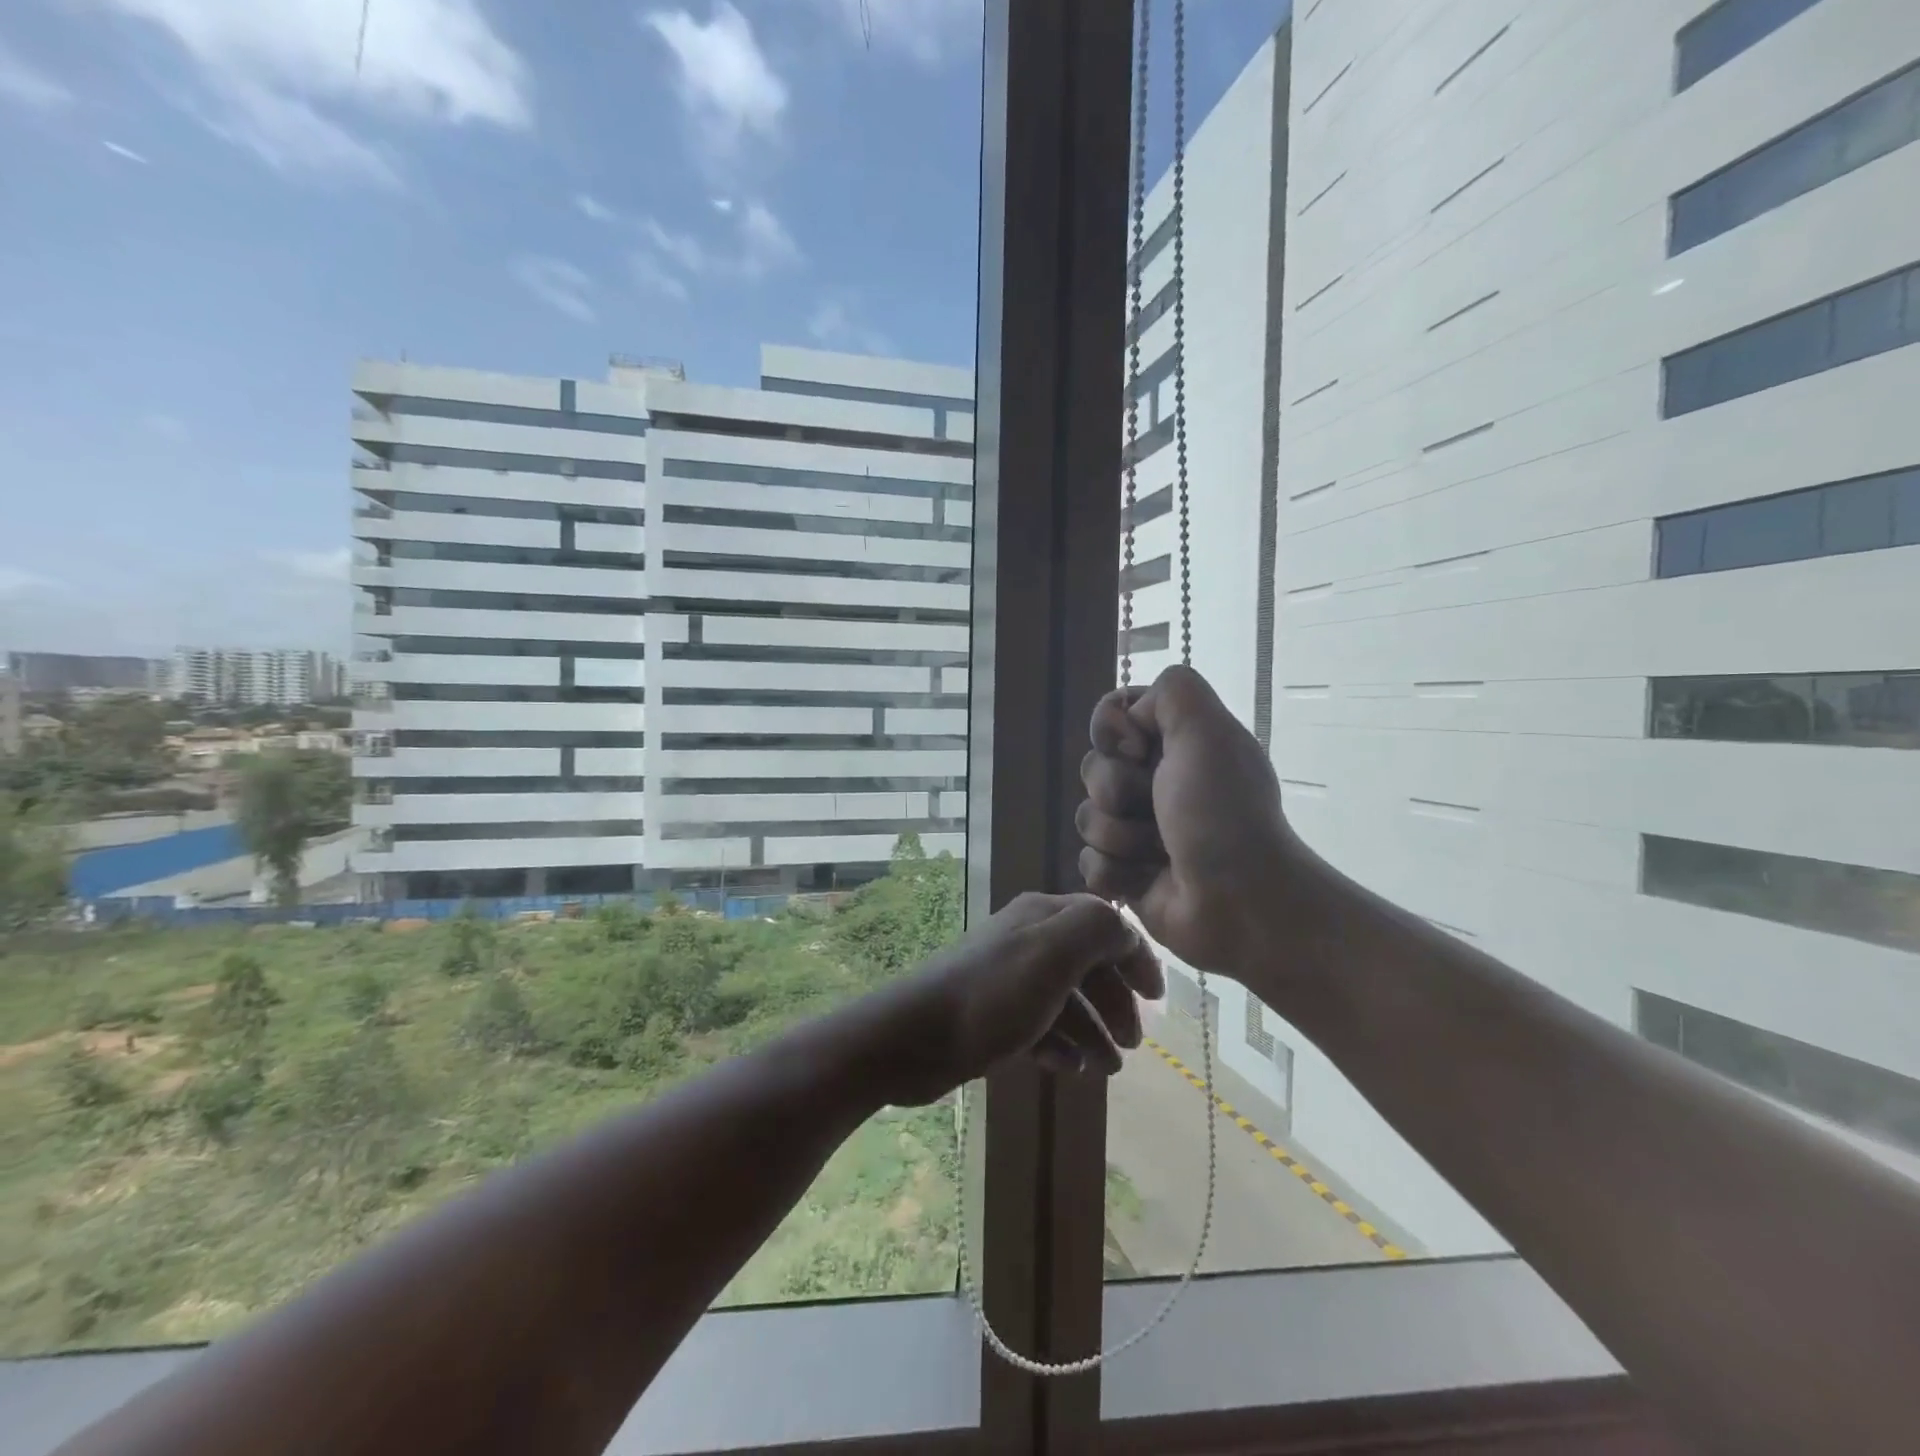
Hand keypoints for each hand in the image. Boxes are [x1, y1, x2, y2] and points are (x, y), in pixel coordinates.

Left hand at [864, 892, 1164, 1106]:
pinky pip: (1039, 1026)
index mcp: (1043, 916)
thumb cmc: (992, 994)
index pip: (1104, 923)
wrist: (915, 1037)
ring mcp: (1008, 978)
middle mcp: (1027, 940)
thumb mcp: (1054, 952)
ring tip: (1107, 1070)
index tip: (1156, 998)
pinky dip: (1060, 1045)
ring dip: (1093, 1031)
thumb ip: (1099, 930)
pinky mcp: (992, 1014)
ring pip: (1066, 1000)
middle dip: (1115, 1002)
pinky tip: (1068, 1069)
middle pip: (1087, 964)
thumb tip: (1126, 932)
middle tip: (1133, 1045)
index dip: (1134, 956)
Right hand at [1077, 665, 1297, 974]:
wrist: (1242, 902)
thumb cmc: (1223, 813)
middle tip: (1156, 807)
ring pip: (1087, 817)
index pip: (1112, 717)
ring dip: (1120, 835)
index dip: (1113, 731)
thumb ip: (1171, 690)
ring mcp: (1138, 830)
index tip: (1139, 750)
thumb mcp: (1208, 730)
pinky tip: (1145, 880)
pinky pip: (1089, 862)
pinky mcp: (1126, 875)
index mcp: (1176, 745)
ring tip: (1158, 852)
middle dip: (1117, 790)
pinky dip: (1115, 872)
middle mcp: (1155, 782)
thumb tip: (1132, 717)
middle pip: (1093, 767)